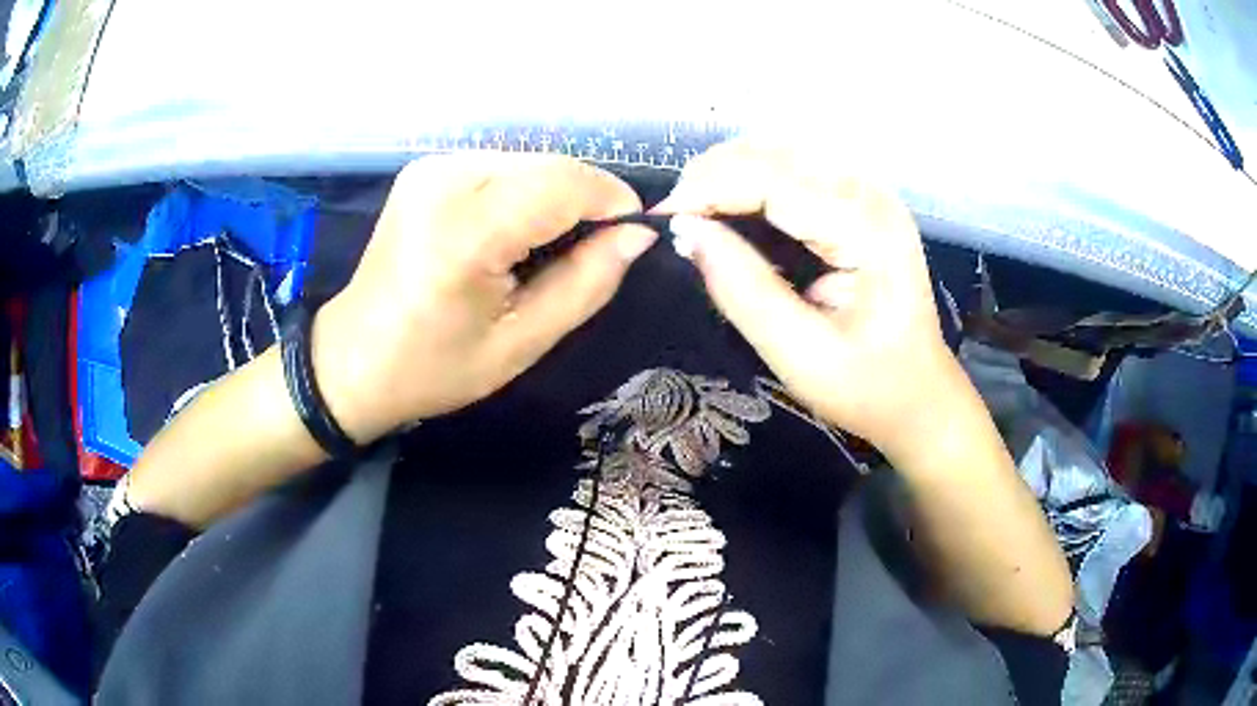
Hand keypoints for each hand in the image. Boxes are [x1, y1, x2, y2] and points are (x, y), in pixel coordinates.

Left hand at [313, 153, 655, 441]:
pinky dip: (525, 193)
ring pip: (530, 162)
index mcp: (465, 232)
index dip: (611, 202)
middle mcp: (446, 179)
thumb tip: (636, 236)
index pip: (564, 185)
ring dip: (556, 197)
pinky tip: (514, 233)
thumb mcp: (521, 343)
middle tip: (593, 251)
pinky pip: (502, 167)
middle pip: (550, 167)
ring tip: (550, 249)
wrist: (353, 359)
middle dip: (587, 201)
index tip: (632, 236)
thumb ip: (586, 283)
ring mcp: (432, 168)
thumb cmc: (433, 367)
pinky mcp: (426, 168)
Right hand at [659, 141, 960, 457]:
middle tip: (679, 221)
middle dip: (715, 175)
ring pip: (781, 152)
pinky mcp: (861, 200)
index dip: (710, 188)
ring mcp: (869, 192)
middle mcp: (870, 195)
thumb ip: (743, 290)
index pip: (772, 179)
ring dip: (731, 173)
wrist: (919, 395)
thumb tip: (686, 232)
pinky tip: (733, 207)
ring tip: (698, 212)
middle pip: (776, 152)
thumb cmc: (867, 386)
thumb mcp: (800, 355)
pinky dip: (753, 180)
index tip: (664, 219)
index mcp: (866, 229)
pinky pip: (795, 169)